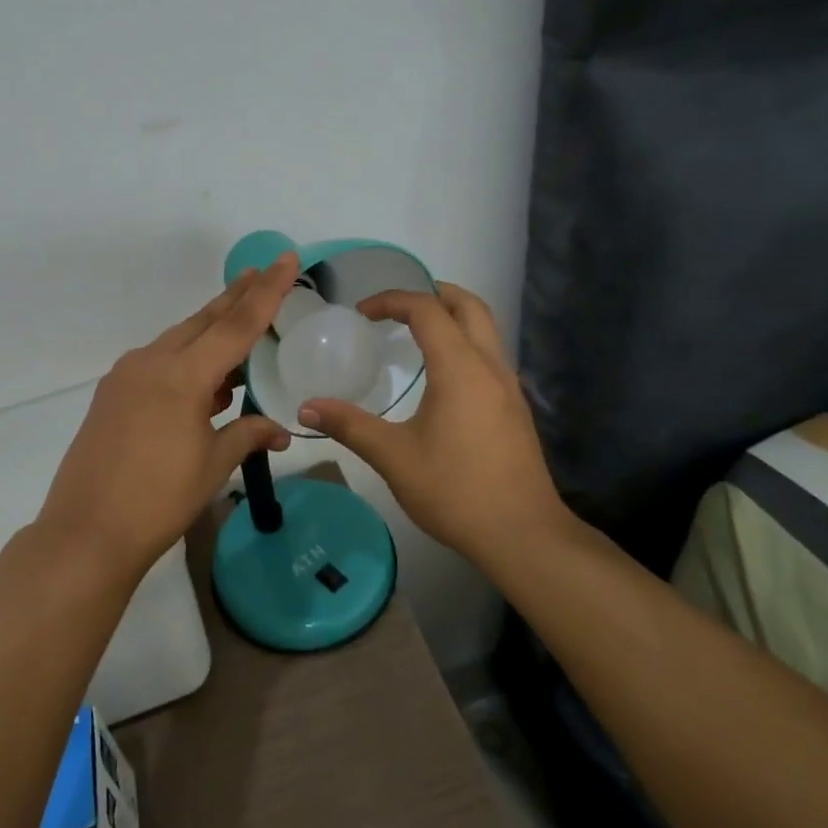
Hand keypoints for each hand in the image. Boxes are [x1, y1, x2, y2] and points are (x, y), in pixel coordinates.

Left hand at [35, 253, 299, 578]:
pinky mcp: (111, 394)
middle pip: (202, 321)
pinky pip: (157, 363)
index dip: (265, 291)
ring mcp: (126, 376)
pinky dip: (185, 361)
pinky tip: (203, 382)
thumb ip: (247, 435)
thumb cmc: (159, 500)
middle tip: (261, 272)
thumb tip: (280, 431)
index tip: (284, 258)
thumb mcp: (212, 466)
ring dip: (209, 333)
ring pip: (178, 341)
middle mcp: (151, 363)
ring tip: (240, 330)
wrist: (86, 532)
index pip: (235, 324)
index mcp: (182, 376)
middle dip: (234, 297)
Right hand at [297, 283, 571, 566]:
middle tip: (396, 306)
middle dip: (432, 293)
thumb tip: (306, 408)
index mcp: (460, 368)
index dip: (392, 300)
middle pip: (468, 305)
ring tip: (415, 333)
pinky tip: (441, 376)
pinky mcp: (515, 408)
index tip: (362, 313)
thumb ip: (349, 426)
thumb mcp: (393, 457)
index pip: (427, 309)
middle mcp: (490, 366)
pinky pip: (490, 355)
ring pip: (485, 329)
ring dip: (452, 317)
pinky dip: (464, 343)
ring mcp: (508, 387)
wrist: (522, 534)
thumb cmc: (455, 491)